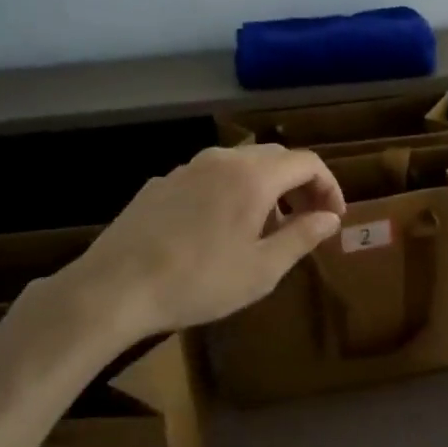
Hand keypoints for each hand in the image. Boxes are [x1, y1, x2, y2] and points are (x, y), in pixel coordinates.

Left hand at [53, 143, 346, 337]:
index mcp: (253, 177)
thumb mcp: (261, 269)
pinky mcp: (161, 183)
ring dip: (264, 188)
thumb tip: (330, 218)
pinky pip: (209, 177)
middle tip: (305, 221)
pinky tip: (217, 230)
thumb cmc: (198, 281)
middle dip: (298, 185)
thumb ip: (302, 237)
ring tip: (263, 228)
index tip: (333, 218)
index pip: (307, 162)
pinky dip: (229, 192)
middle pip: (274, 158)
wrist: (114, 288)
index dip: (329, 186)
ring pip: (240, 165)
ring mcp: (187, 168)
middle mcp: (222, 160)